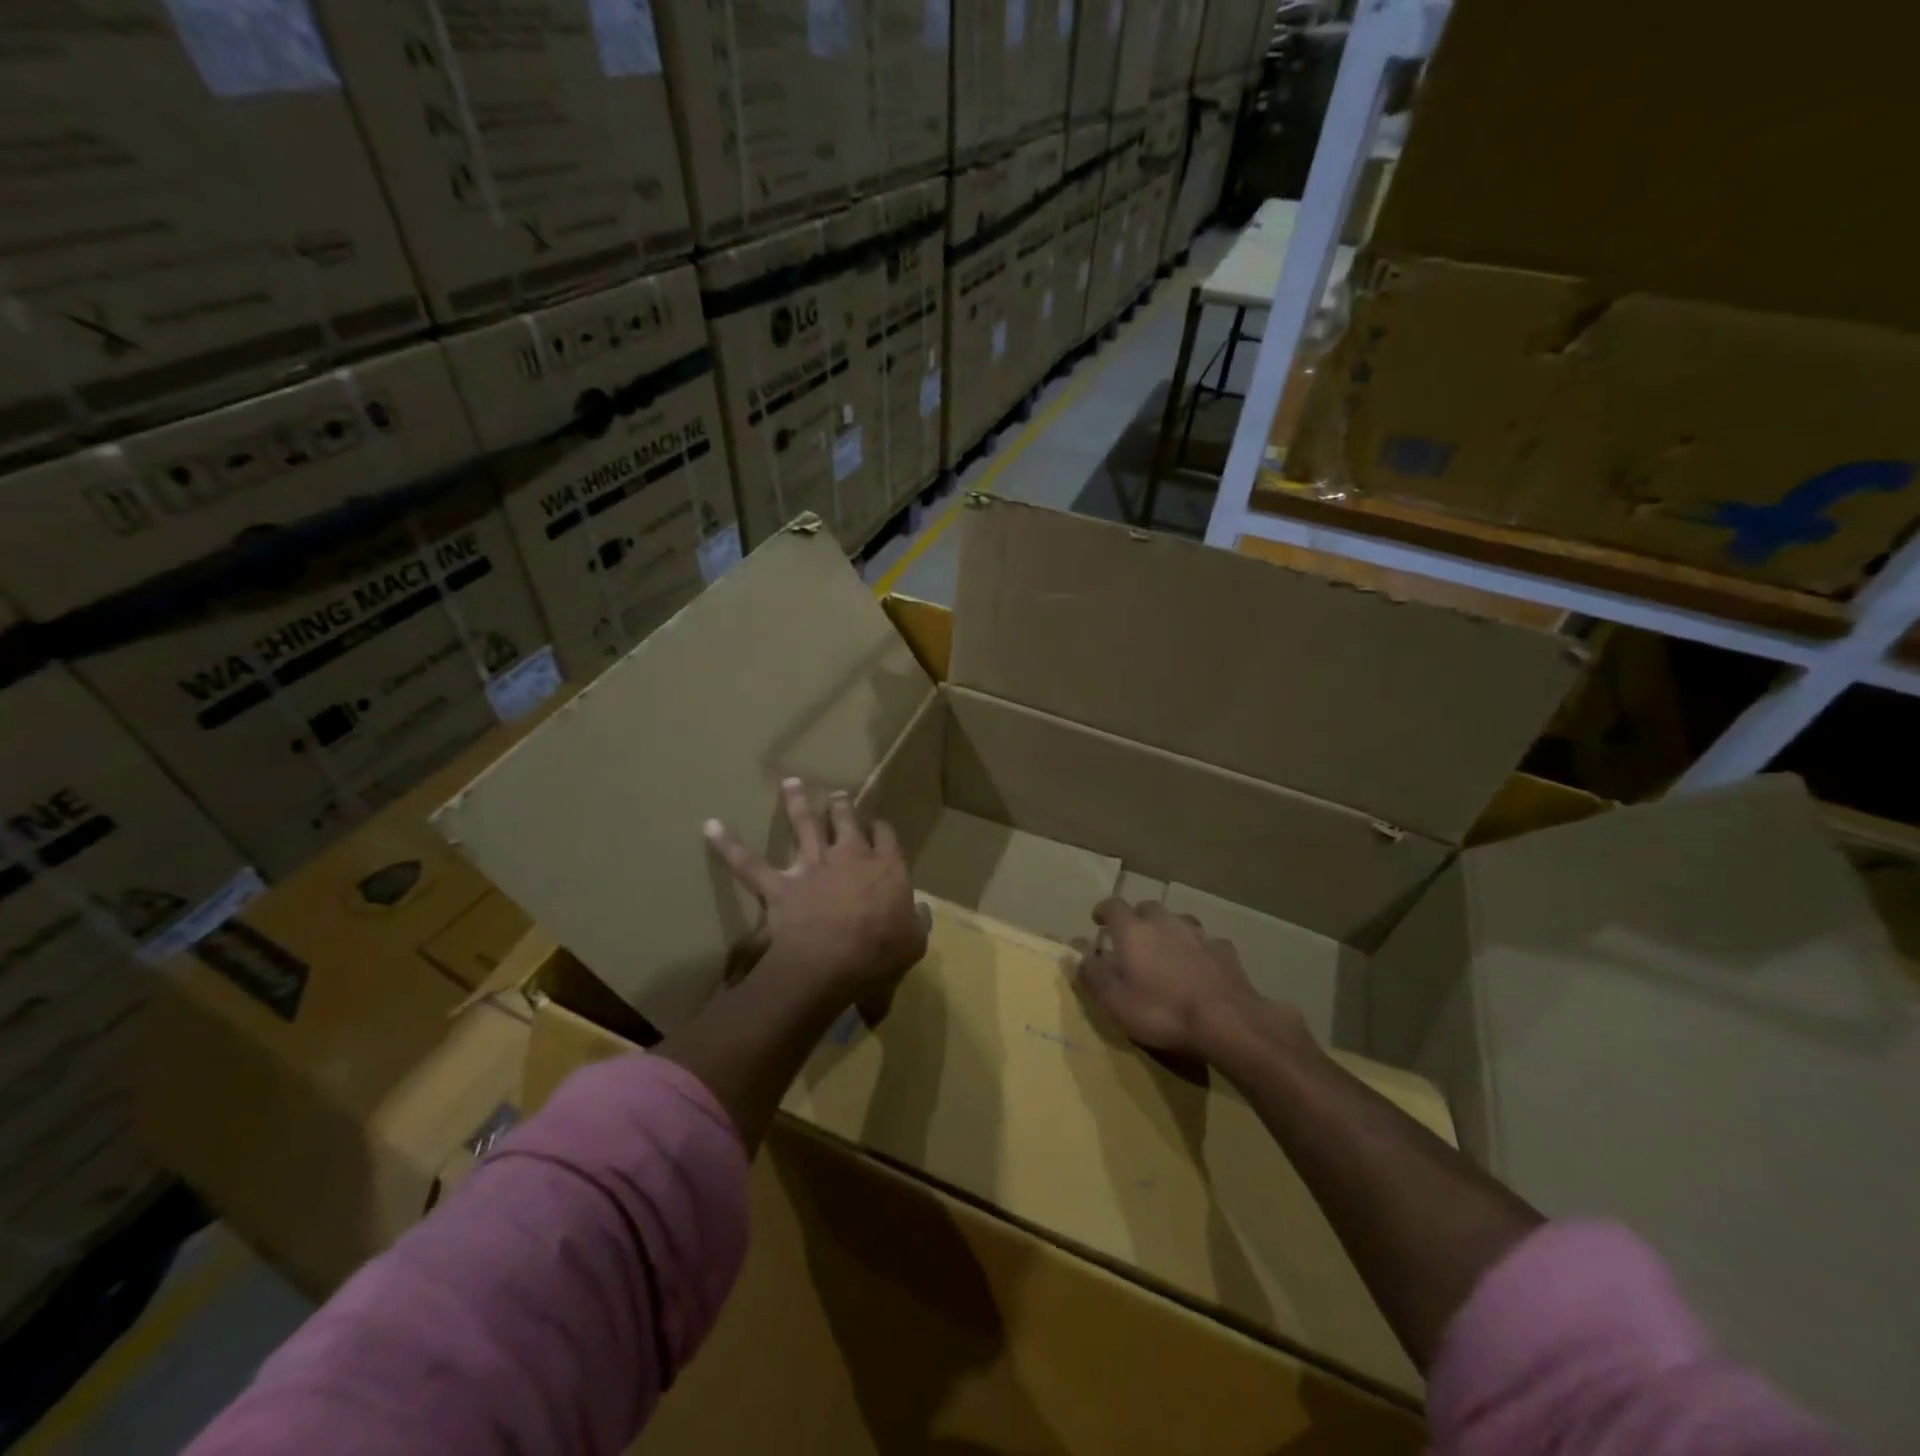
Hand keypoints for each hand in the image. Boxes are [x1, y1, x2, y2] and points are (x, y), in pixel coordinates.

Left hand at [705, 778, 927, 1009]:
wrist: (833, 960)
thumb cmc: (880, 952)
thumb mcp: (914, 942)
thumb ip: (919, 922)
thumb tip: (924, 910)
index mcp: (886, 869)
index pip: (886, 838)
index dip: (881, 830)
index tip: (878, 825)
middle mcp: (849, 857)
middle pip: (846, 822)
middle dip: (842, 807)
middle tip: (838, 796)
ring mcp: (812, 867)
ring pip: (804, 826)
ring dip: (796, 803)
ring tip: (791, 783)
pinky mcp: (780, 885)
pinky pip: (748, 864)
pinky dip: (728, 845)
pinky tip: (709, 826)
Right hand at [1075, 898, 1300, 1061]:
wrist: (1226, 1021)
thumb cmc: (1161, 1011)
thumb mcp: (1114, 1001)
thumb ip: (1093, 975)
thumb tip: (1078, 955)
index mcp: (1134, 930)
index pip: (1113, 905)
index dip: (1103, 910)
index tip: (1097, 920)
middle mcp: (1165, 922)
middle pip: (1147, 908)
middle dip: (1137, 918)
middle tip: (1132, 938)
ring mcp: (1198, 934)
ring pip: (1179, 921)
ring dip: (1169, 930)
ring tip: (1166, 949)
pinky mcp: (1224, 951)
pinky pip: (1206, 942)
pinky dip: (1198, 949)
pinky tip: (1201, 965)